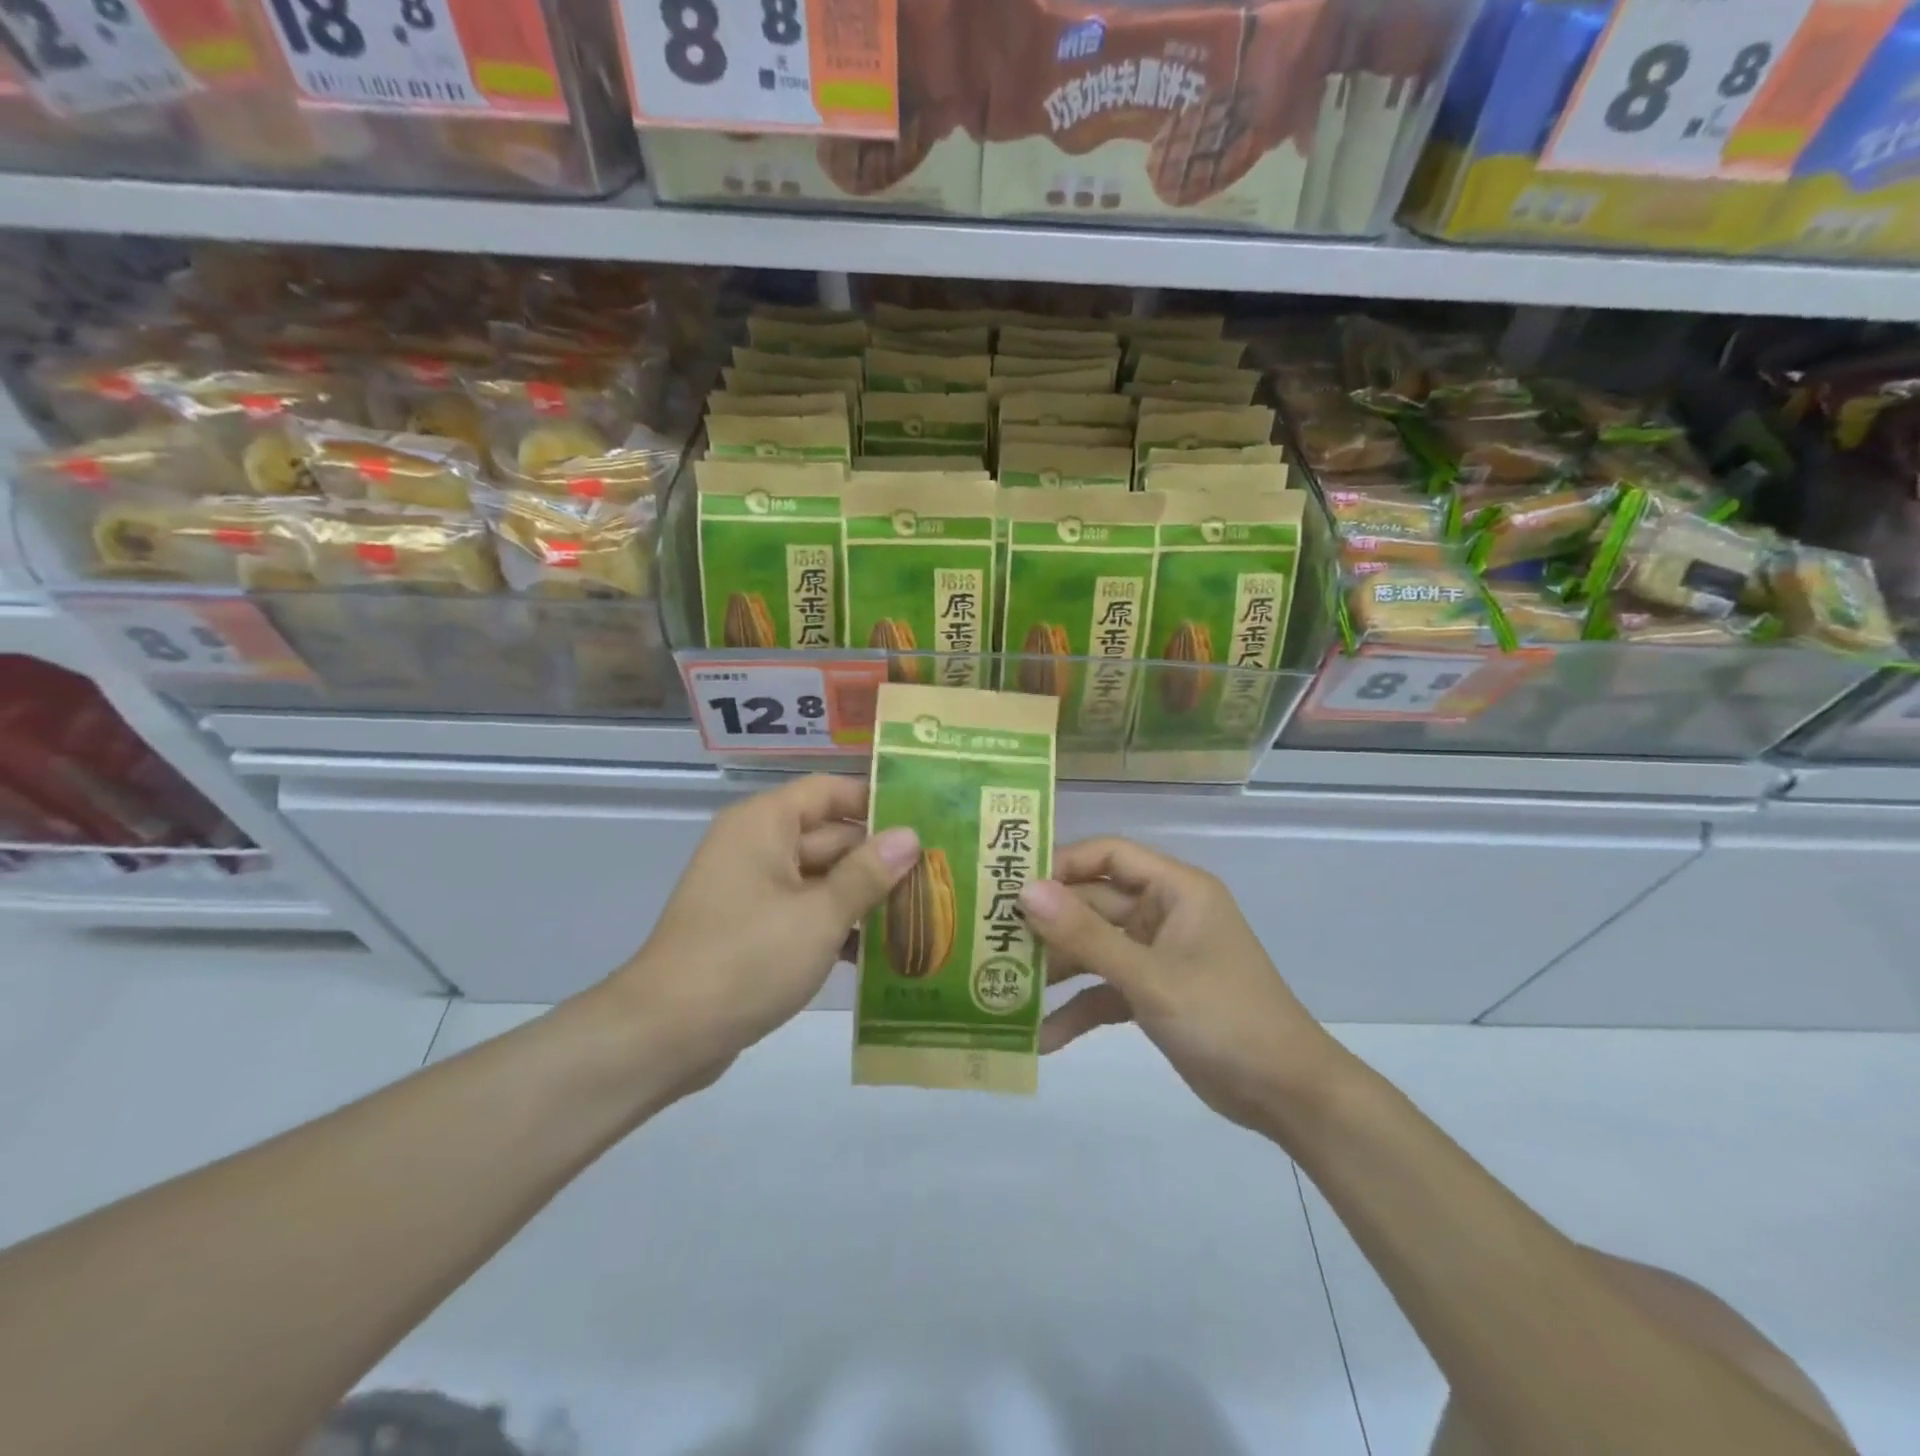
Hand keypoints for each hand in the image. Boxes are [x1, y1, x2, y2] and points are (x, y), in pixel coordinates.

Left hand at [599, 775, 919, 1096]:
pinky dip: (835, 925)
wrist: (666, 1034)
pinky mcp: (752, 929)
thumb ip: (867, 873)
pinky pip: (803, 912)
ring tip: (922, 913)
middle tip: (937, 874)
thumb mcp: (819, 915)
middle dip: (879, 858)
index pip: (830, 792)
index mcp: (765, 824)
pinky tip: (881, 952)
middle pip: (829, 837)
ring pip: (820, 879)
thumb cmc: (746, 959)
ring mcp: (752, 889)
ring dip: (862, 897)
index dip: (876, 802)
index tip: (926, 819)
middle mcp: (756, 846)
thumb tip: (910, 837)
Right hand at [1020, 838, 1336, 1133]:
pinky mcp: (1154, 994)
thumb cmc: (1224, 1017)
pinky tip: (1042, 1037)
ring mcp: (1158, 955)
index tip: (1012, 885)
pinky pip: (1106, 989)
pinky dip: (1078, 1009)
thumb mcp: (1150, 976)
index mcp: (1175, 890)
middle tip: (993, 937)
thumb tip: (1026, 891)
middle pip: (1095, 903)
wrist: (1287, 1094)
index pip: (1109, 855)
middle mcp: (1164, 913)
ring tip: (1004, 986)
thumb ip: (1086, 935)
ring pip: (1095, 948)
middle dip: (1050, 923)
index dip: (1062, 864)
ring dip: (1057, 968)